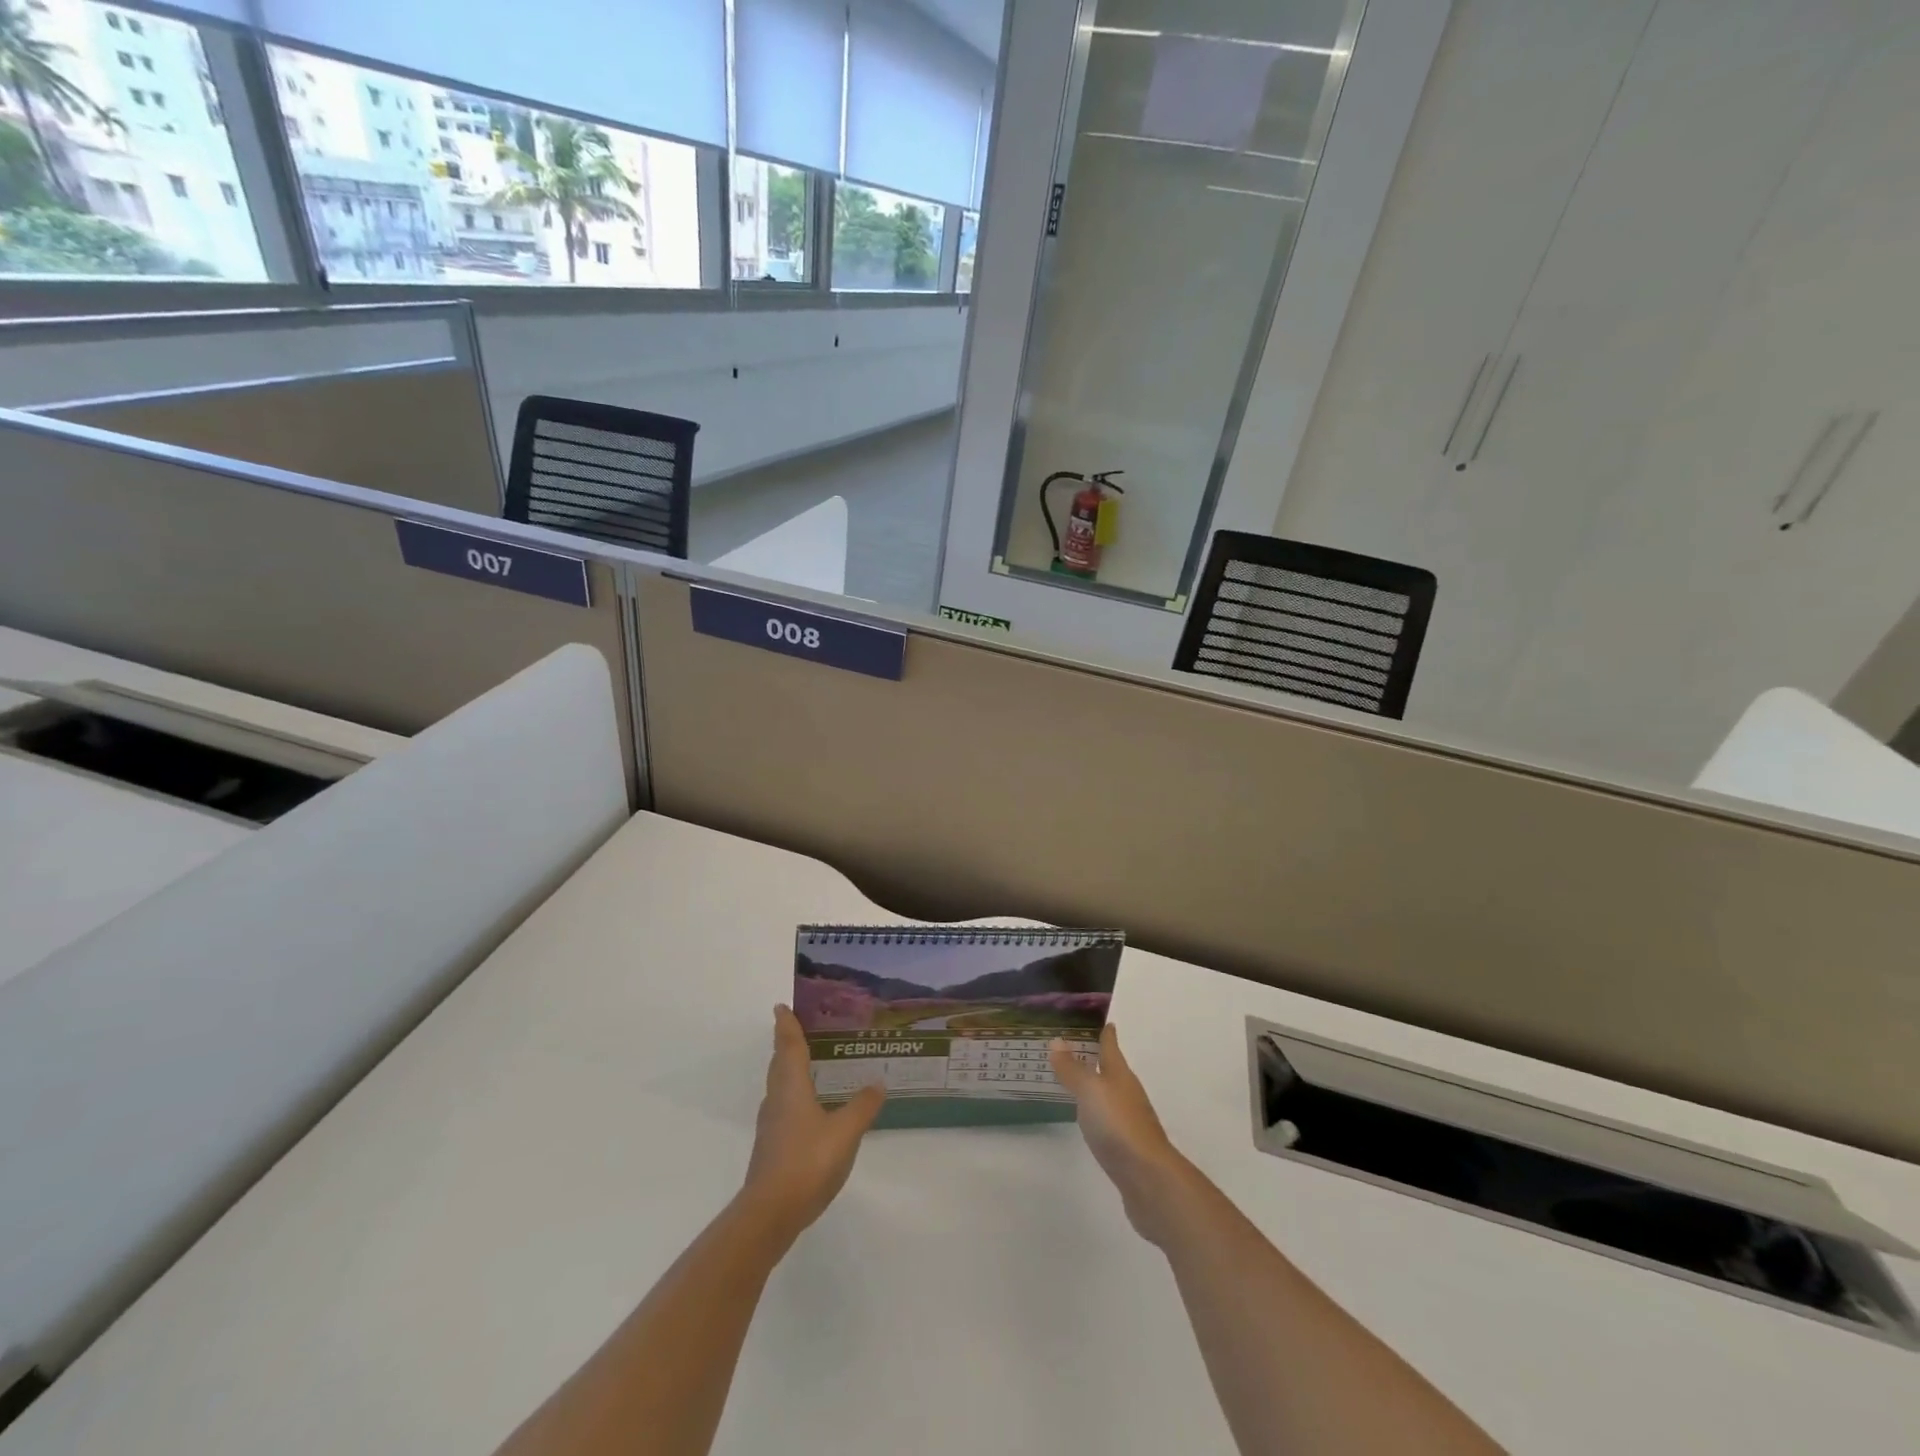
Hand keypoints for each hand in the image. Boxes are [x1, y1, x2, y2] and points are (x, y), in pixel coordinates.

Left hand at [740, 1005, 885, 1240]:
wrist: (770, 1213)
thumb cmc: (807, 1162)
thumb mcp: (845, 1132)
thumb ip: (862, 1106)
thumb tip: (877, 1082)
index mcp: (791, 1087)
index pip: (789, 1047)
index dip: (787, 1026)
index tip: (781, 1007)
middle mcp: (777, 1100)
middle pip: (779, 1064)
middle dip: (787, 1045)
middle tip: (799, 1029)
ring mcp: (771, 1126)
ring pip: (779, 1087)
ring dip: (789, 1070)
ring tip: (808, 1064)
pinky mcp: (772, 1147)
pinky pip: (783, 1107)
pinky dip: (794, 1096)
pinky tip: (809, 1108)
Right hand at [1050, 1024, 1191, 1245]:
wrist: (1148, 1179)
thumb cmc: (1118, 1124)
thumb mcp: (1090, 1091)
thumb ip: (1073, 1069)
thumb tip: (1057, 1041)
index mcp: (1120, 1075)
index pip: (1112, 1047)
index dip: (1107, 1033)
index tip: (1105, 1021)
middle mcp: (1128, 1094)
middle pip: (1114, 1070)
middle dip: (1100, 1059)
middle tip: (1079, 1047)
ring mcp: (1130, 1122)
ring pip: (1111, 1096)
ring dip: (1098, 1087)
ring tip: (1079, 1081)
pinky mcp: (1127, 1148)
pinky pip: (1109, 1121)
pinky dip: (1098, 1114)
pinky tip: (1090, 1120)